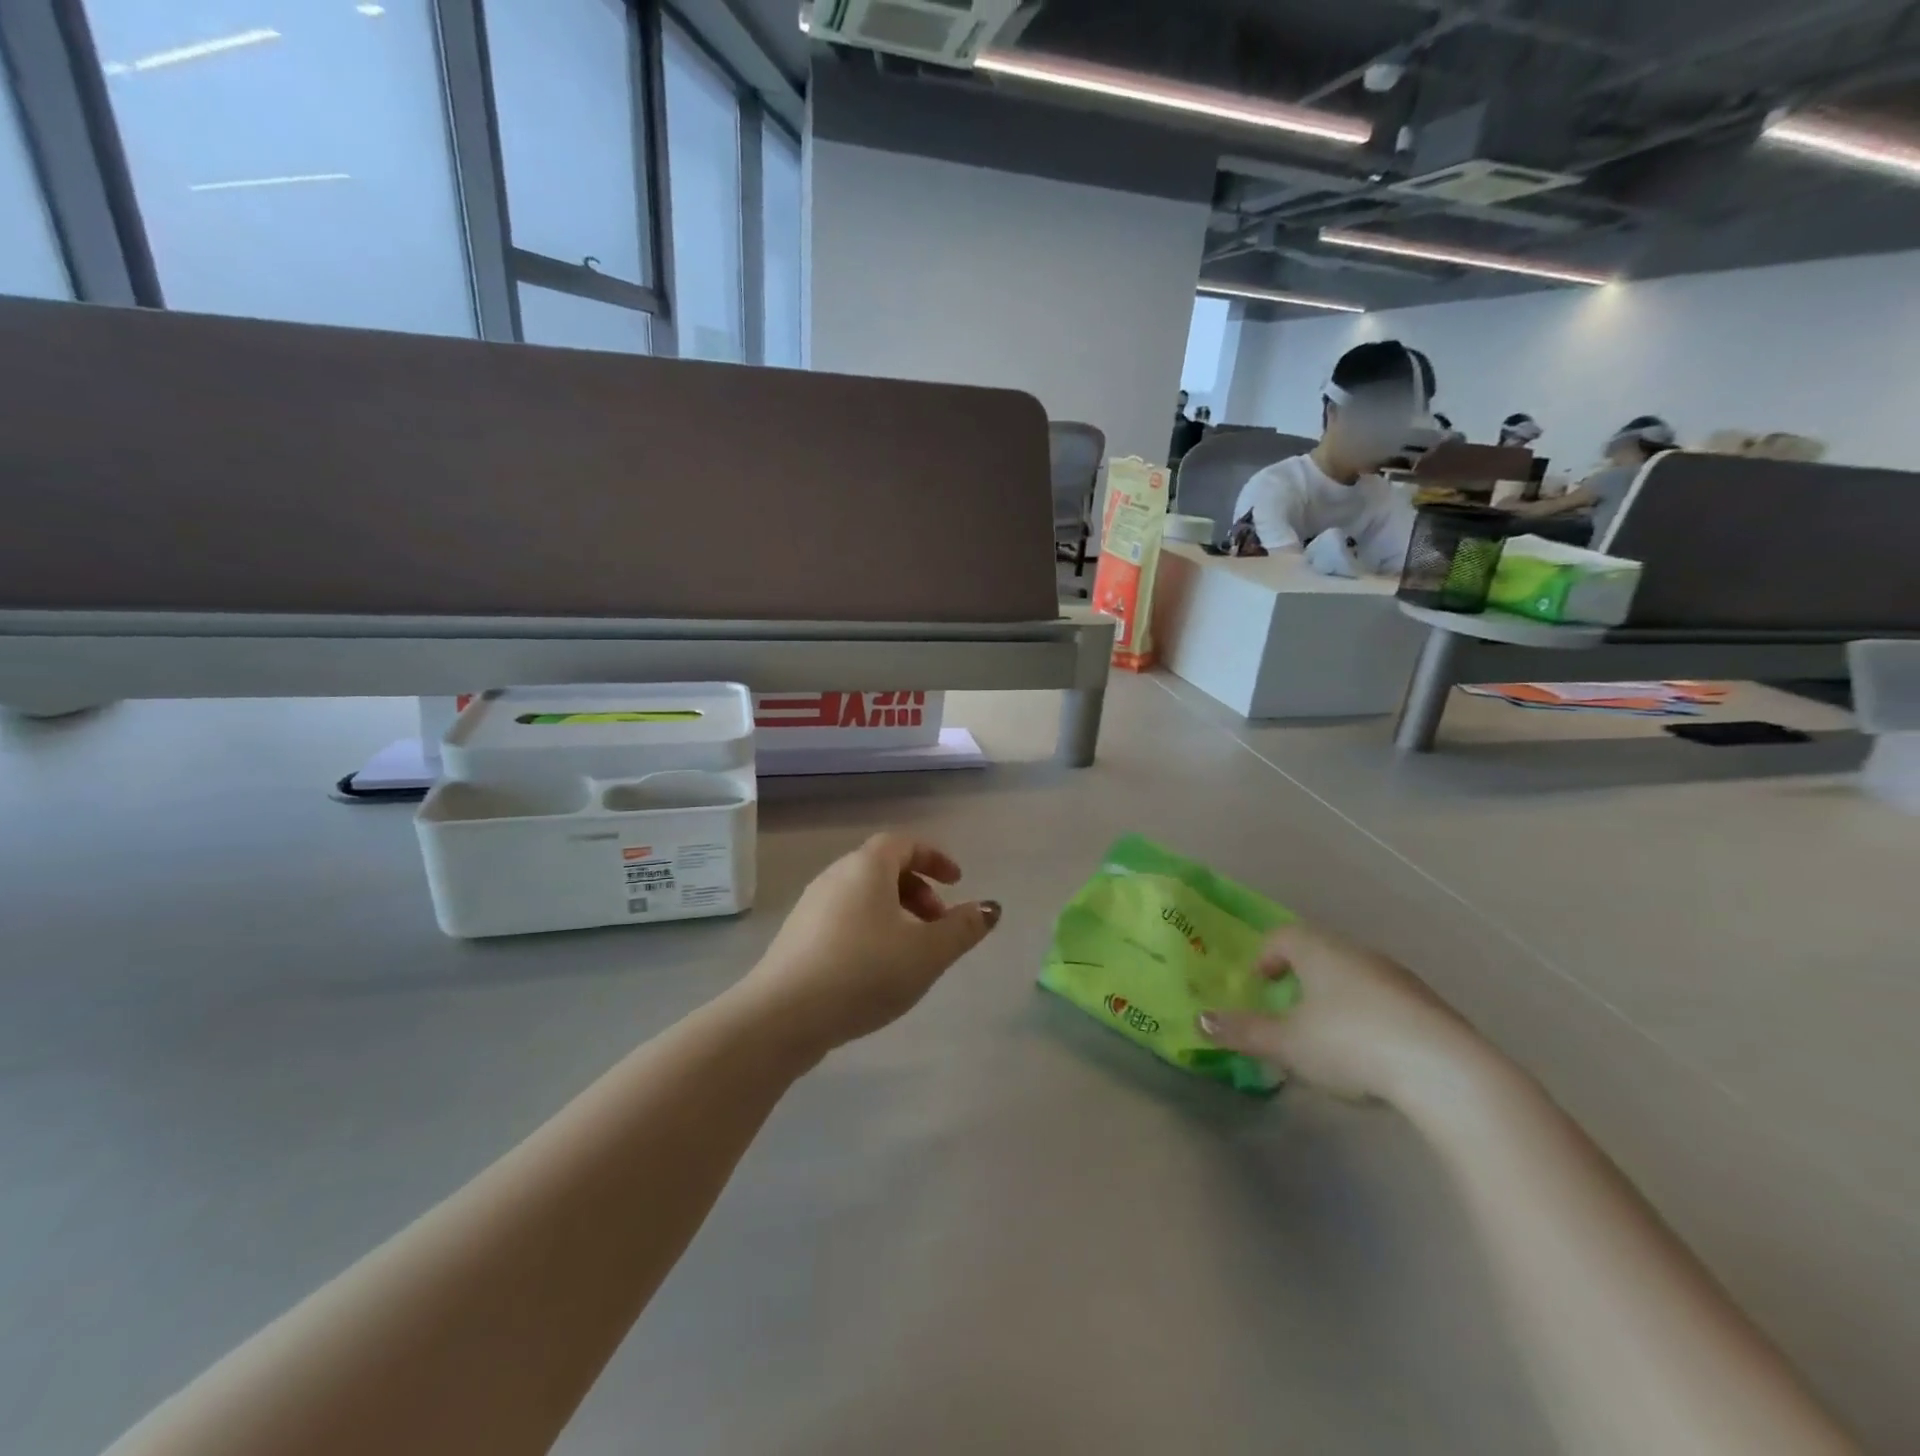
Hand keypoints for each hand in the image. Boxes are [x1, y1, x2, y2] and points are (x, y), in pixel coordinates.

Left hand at [740, 834, 1000, 1057]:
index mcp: (867, 867)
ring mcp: (811, 905)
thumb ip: (963, 928)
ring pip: (863, 896)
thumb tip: (991, 907)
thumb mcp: (927, 952)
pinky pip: (844, 917)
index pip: (904, 842)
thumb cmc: (864, 972)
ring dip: (895, 912)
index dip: (934, 857)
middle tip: (938, 923)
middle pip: (883, 868)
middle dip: (918, 890)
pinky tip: (876, 970)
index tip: (957, 882)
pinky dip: (870, 928)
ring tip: (912, 951)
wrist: (783, 1016)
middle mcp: (836, 876)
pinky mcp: (797, 936)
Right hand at [1197, 921, 1484, 1103]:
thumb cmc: (1350, 1043)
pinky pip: (1386, 1002)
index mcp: (1320, 951)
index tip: (1259, 984)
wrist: (1445, 1072)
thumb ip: (1243, 1032)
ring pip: (1355, 977)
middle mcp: (1358, 954)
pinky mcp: (1430, 1008)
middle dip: (1301, 977)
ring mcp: (1399, 979)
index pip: (1283, 936)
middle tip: (1288, 1009)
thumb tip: (1200, 1021)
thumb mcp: (1286, 1043)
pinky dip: (1370, 1017)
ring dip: (1336, 998)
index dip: (1265, 956)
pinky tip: (1372, 1054)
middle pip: (1320, 953)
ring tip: (1328, 1037)